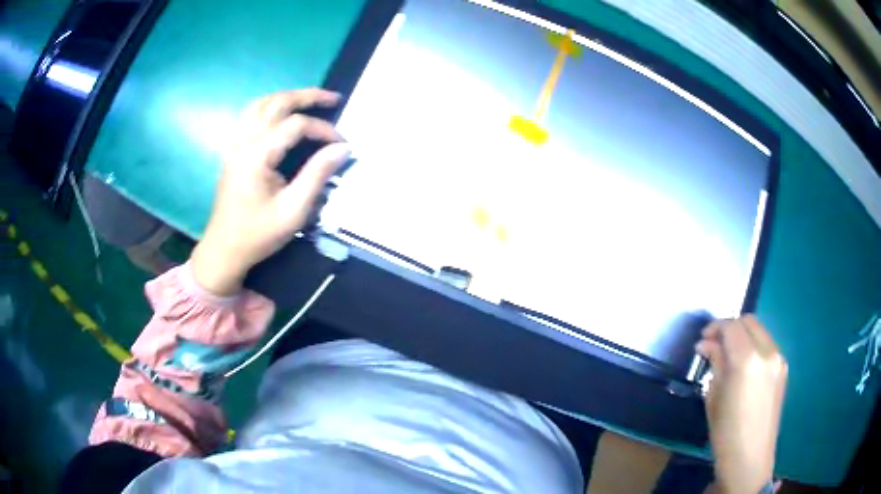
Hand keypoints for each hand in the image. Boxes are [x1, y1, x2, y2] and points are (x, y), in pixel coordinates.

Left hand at [191, 89, 350, 294]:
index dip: (323, 130)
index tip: (342, 145)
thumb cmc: (258, 234)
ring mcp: (235, 144)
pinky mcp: (233, 151)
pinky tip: (281, 115)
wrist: (224, 250)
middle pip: (277, 103)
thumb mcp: (294, 210)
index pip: (296, 125)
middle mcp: (244, 141)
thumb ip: (318, 174)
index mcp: (257, 155)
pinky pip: (251, 116)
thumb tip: (343, 148)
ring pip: (261, 104)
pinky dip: (270, 107)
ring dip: (287, 97)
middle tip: (333, 98)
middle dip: (307, 96)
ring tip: (309, 101)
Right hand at [696, 315, 787, 493]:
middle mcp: (768, 351)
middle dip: (730, 327)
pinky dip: (753, 346)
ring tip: (728, 356)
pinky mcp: (783, 368)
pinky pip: (767, 345)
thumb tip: (706, 345)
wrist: (750, 457)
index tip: (702, 340)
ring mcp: (778, 358)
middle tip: (714, 344)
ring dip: (743, 336)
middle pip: (748, 321)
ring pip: (759, 331)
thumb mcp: (714, 396)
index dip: (715, 327)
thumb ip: (715, 363)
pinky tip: (744, 367)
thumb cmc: (726, 432)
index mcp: (747, 359)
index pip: (731, 326)